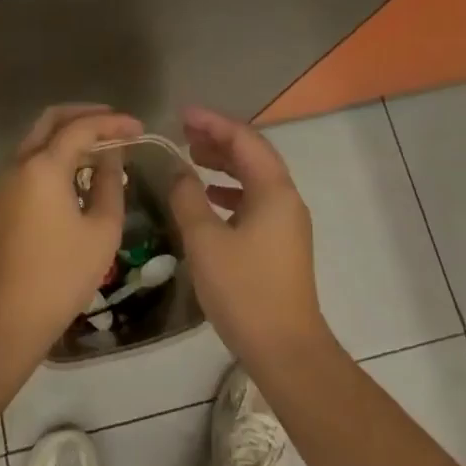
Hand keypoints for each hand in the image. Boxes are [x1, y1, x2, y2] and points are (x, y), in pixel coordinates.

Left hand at [0, 104, 142, 362]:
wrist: (3, 320)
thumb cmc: (60, 276)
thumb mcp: (100, 231)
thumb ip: (109, 184)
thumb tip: (111, 157)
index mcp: (44, 165)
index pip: (82, 127)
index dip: (113, 122)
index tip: (139, 127)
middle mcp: (20, 163)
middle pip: (52, 120)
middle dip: (86, 115)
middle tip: (116, 124)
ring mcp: (6, 182)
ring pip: (39, 139)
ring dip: (69, 135)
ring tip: (103, 147)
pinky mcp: (2, 201)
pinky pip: (31, 161)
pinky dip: (56, 154)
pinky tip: (78, 173)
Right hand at [168, 105, 330, 368]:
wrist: (286, 350)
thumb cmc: (244, 290)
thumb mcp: (205, 240)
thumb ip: (188, 198)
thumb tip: (179, 172)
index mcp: (273, 190)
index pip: (243, 139)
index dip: (212, 122)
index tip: (181, 114)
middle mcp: (286, 198)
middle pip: (252, 154)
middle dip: (218, 138)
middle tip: (183, 132)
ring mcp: (286, 221)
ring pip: (254, 177)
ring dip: (224, 163)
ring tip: (192, 156)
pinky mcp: (281, 242)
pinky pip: (255, 199)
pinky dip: (230, 190)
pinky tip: (208, 197)